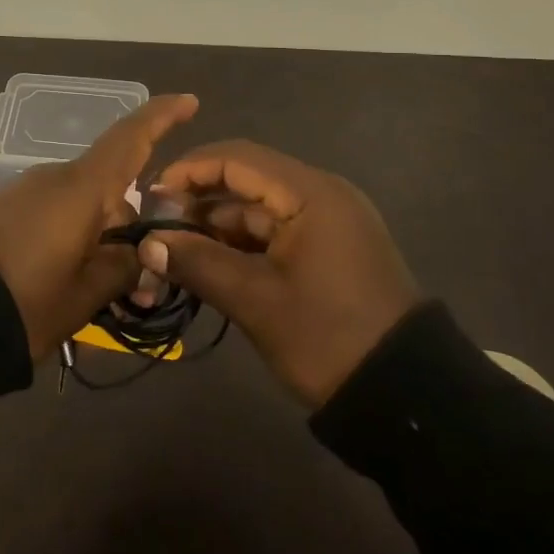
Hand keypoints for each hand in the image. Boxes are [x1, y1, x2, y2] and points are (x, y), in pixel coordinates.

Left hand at [0, 93, 199, 361]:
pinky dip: (70, 241)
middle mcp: (54, 179)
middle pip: (110, 190)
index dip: (162, 116)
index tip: (190, 102)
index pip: (130, 138)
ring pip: (81, 208)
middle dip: (131, 229)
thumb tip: (139, 253)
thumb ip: (121, 270)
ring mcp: (24, 193)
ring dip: (99, 242)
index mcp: (81, 189)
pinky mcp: (0, 211)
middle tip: (142, 286)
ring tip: (101, 296)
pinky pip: (52, 217)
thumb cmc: (21, 301)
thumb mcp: (83, 296)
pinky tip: (65, 284)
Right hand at [142, 141, 421, 406]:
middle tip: (157, 229)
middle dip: (198, 200)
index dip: (188, 170)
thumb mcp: (256, 301)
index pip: (236, 158)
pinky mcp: (327, 249)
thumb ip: (198, 263)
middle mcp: (320, 194)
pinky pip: (274, 232)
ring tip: (173, 251)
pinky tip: (207, 263)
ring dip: (215, 226)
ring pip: (257, 209)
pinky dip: (240, 244)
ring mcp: (326, 222)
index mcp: (310, 193)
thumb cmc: (328, 338)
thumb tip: (147, 244)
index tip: (151, 197)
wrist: (405, 395)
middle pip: (245, 180)